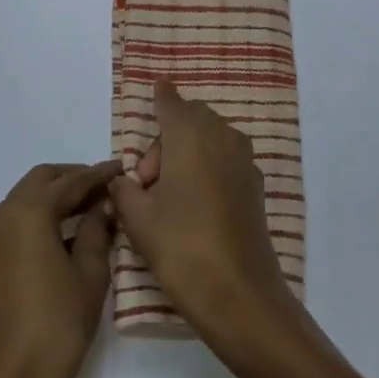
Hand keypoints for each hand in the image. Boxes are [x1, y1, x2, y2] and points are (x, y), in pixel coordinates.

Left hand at [0, 161, 119, 377]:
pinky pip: (14, 224)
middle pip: (40, 181)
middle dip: (73, 179)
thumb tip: (103, 205)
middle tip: (106, 188)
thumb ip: (96, 230)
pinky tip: (64, 235)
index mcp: (27, 213)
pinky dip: (39, 218)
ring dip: (55, 198)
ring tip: (91, 209)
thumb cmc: (58, 326)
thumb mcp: (89, 273)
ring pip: (24, 200)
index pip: (70, 182)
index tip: (123, 169)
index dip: (99, 175)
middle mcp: (1, 217)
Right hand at [107, 81, 298, 343]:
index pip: (172, 103)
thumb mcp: (138, 219)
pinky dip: (207, 166)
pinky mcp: (254, 185)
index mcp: (190, 136)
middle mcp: (221, 138)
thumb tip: (124, 182)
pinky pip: (225, 159)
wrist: (238, 292)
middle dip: (167, 138)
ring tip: (169, 196)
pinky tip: (195, 204)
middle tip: (148, 181)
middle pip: (192, 120)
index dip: (162, 96)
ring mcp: (243, 161)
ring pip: (211, 138)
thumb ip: (125, 190)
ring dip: (188, 152)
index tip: (157, 86)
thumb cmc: (181, 246)